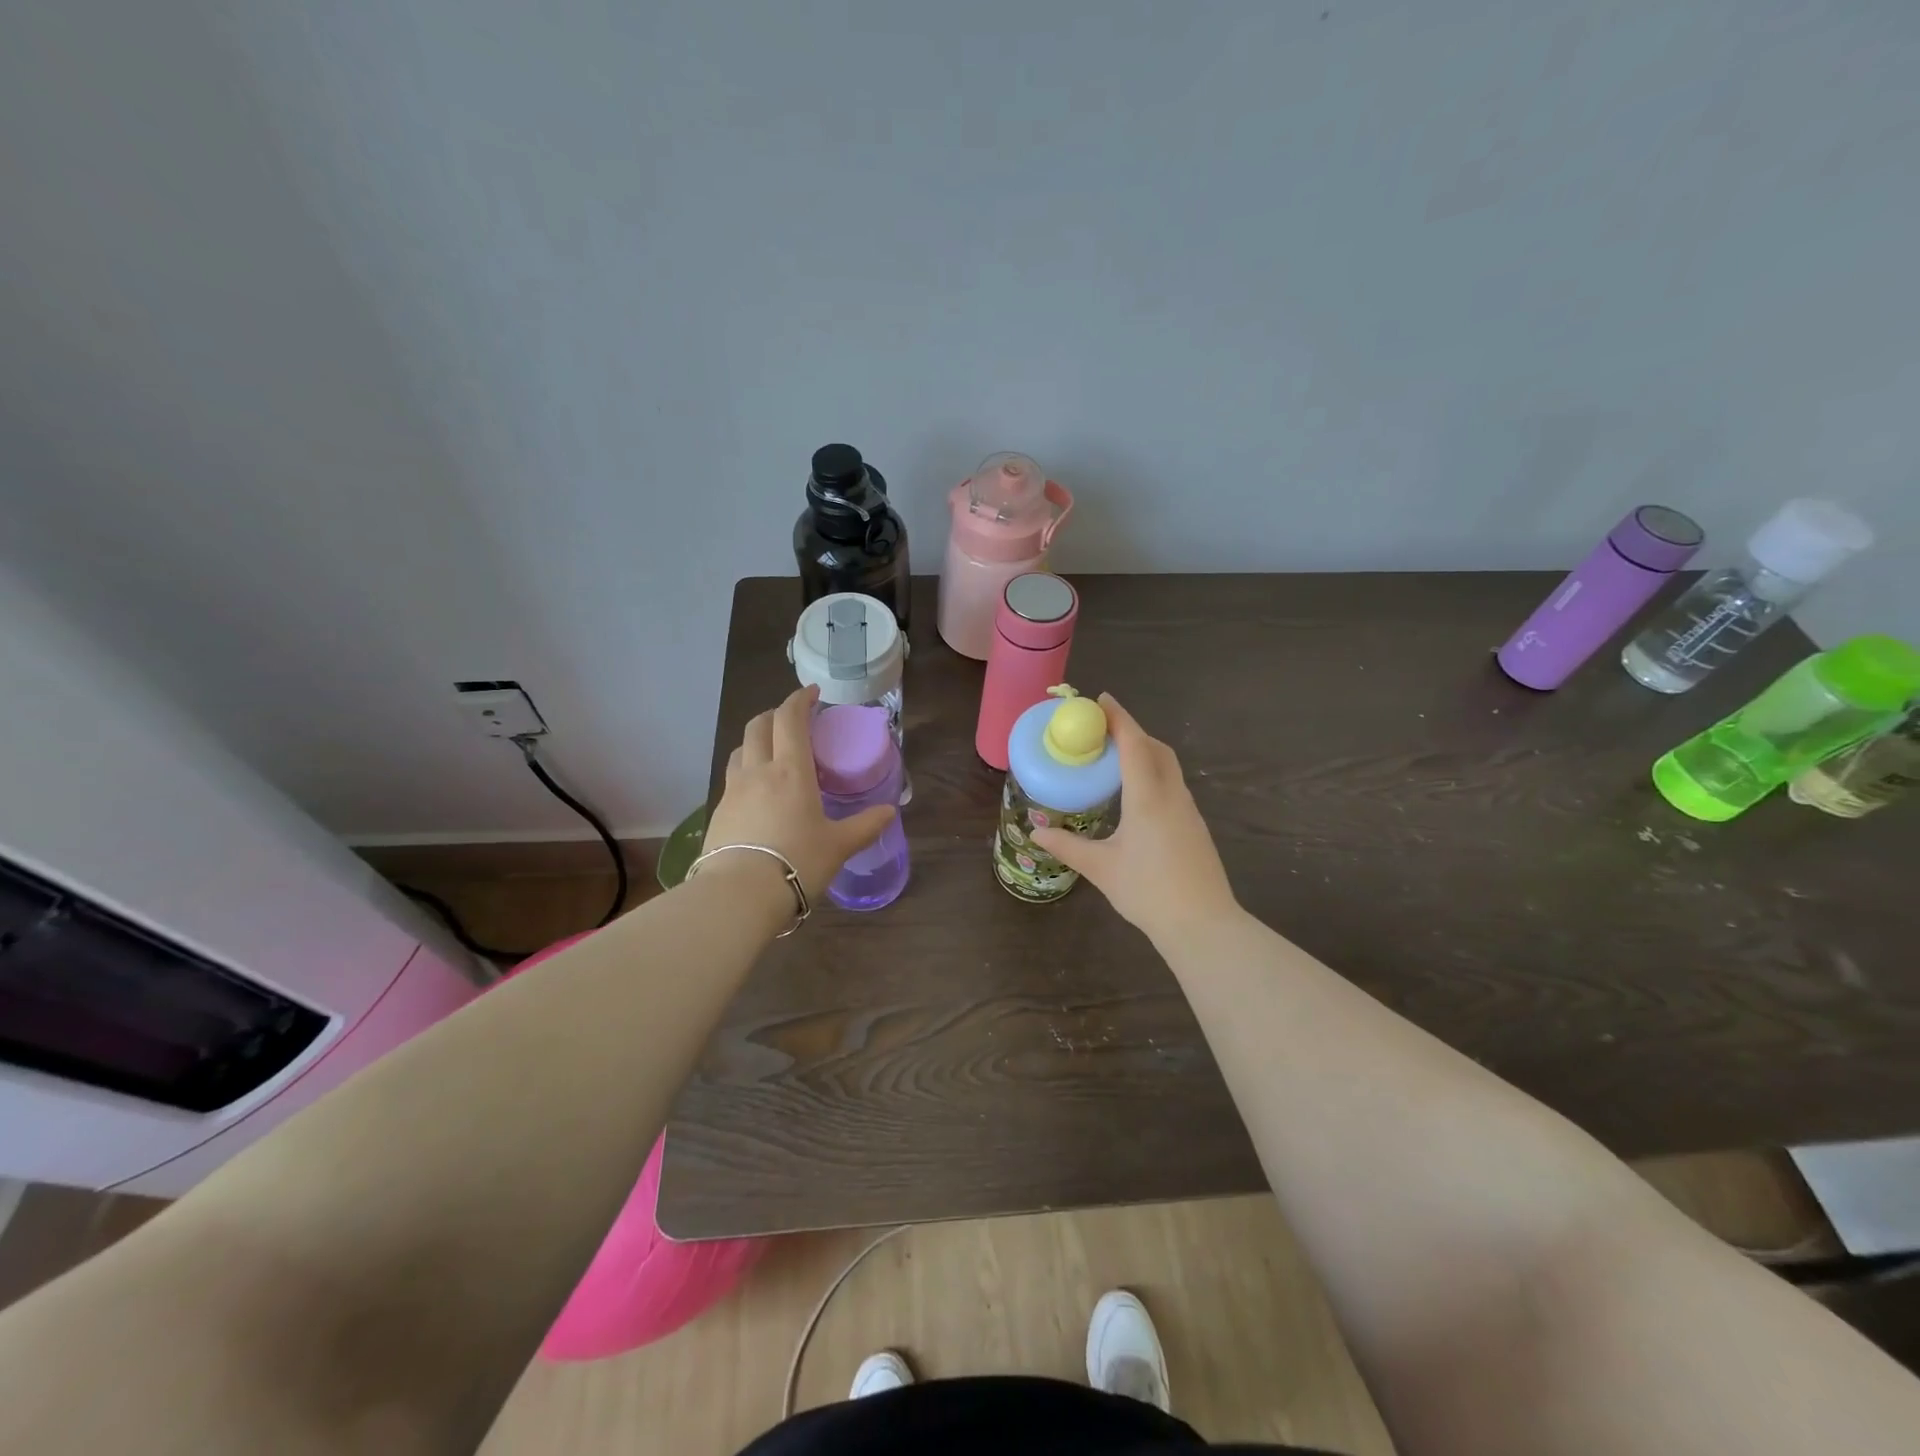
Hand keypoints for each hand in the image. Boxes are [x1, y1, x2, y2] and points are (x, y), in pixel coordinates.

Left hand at [703, 686, 895, 901]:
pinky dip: (745, 770)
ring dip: (756, 740)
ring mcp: (732, 791)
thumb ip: (865, 826)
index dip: (800, 699)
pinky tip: (756, 792)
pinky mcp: (717, 813)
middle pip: (759, 725)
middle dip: (775, 714)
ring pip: (740, 749)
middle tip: (792, 720)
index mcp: (791, 771)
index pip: (790, 719)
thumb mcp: (839, 846)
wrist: (739, 895)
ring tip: (772, 752)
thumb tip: (890, 812)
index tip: (813, 694)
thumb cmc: (797, 862)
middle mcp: (758, 771)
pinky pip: (732, 778)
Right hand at [1030, 694, 1238, 942]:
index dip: (1118, 718)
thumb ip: (1068, 846)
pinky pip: (1172, 786)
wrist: (1203, 925)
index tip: (1101, 700)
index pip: (1134, 744)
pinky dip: (1153, 775)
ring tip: (1115, 760)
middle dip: (1132, 732)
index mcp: (1148, 797)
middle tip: (1103, 731)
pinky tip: (1135, 796)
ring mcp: (1188, 811)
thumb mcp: (1101, 868)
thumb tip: (1036, 833)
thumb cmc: (1148, 892)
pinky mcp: (1195, 827)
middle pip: (1155, 749)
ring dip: (1144, 753)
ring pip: (1167, 768)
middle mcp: (1172, 795)